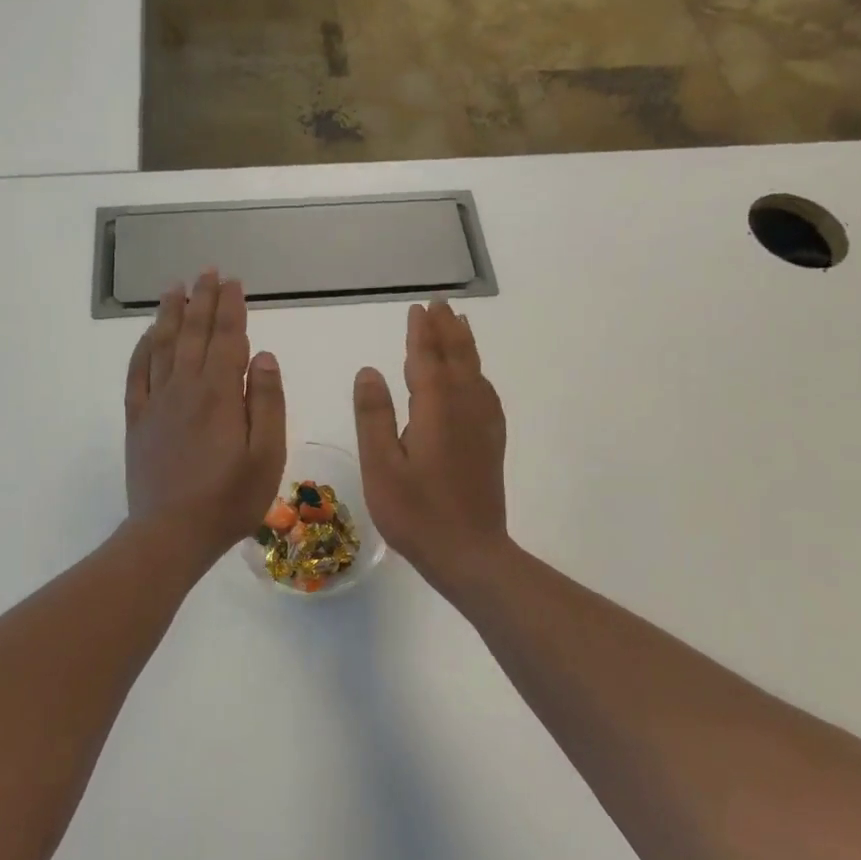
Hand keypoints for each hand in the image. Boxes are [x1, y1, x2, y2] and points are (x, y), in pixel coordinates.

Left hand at [124, 270, 285, 563]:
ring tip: (175, 287)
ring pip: (163, 345)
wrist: (170, 534)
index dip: (231, 307)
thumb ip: (266, 401)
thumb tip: (263, 354)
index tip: (233, 282)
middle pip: (194, 333)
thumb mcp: (266, 455)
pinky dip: (142, 348)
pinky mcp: (137, 420)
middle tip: (207, 271)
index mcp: (220, 393)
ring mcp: (156, 402)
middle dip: (202, 299)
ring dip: (171, 313)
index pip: (227, 338)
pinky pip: (137, 373)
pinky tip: (148, 335)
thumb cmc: (229, 499)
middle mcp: (185, 387)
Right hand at [353, 301, 511, 591]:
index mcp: (435, 409)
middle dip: (447, 329)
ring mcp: (482, 426)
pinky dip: (478, 374)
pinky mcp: (491, 443)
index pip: (427, 359)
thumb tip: (369, 371)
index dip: (421, 333)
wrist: (471, 554)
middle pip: (457, 358)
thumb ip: (374, 416)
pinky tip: (475, 378)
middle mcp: (464, 408)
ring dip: (465, 345)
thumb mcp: (381, 467)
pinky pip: (486, 394)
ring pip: (475, 372)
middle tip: (440, 304)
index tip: (418, 308)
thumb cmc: (417, 513)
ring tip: (459, 324)